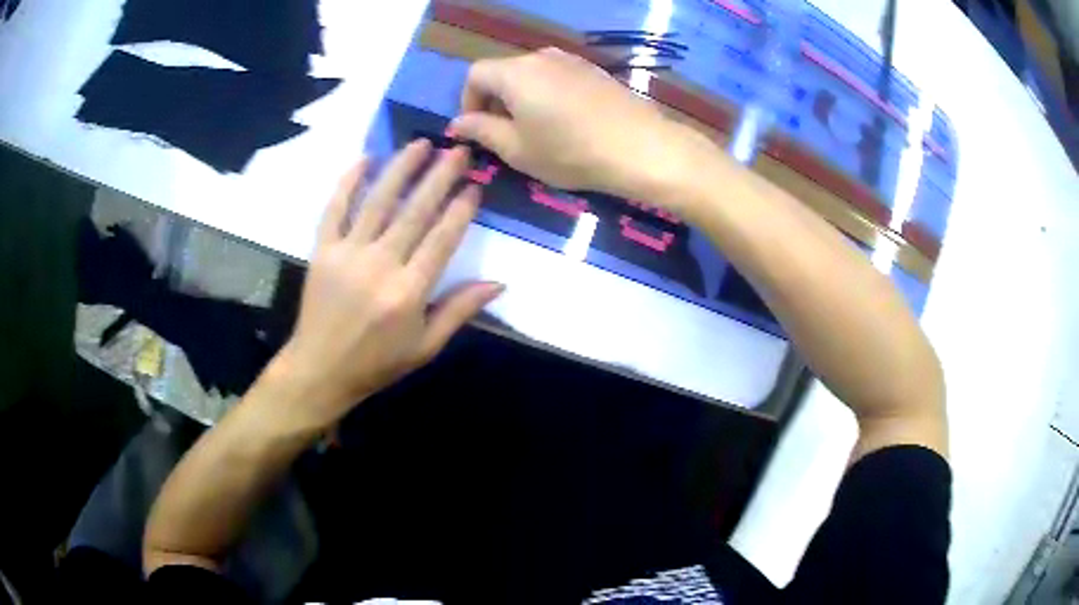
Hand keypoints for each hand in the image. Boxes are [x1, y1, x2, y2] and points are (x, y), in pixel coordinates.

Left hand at [275, 141, 503, 425]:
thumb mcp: (425, 347)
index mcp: (408, 292)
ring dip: (401, 169)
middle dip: (439, 177)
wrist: (320, 370)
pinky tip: (365, 159)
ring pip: (378, 201)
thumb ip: (459, 310)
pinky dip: (348, 182)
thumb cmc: (377, 363)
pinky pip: (335, 209)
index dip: (461, 209)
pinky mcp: (322, 251)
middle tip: (458, 150)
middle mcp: (380, 265)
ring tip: (421, 143)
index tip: (475, 185)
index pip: (442, 239)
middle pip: (414, 211)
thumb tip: (499, 283)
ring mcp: (347, 254)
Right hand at [450, 48, 707, 202]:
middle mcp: (540, 57)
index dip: (468, 101)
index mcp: (514, 73)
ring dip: (522, 97)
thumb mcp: (517, 149)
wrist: (640, 146)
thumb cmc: (570, 151)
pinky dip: (547, 94)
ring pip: (531, 74)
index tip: (478, 129)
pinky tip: (565, 121)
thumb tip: (458, 123)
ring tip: (536, 129)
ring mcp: (571, 60)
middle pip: (503, 71)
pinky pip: (557, 76)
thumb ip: (481, 131)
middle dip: (495, 100)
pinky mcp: (593, 70)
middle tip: (505, 134)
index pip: (475, 74)